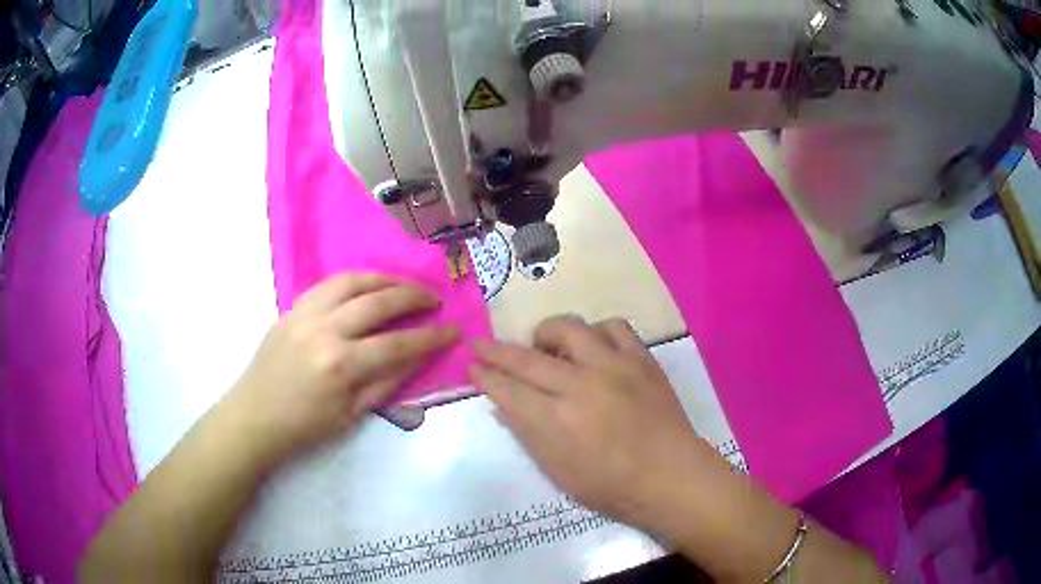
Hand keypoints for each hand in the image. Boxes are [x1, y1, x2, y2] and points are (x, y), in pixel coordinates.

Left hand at [226, 273, 459, 465]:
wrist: (255, 416)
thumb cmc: (305, 426)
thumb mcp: (352, 414)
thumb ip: (387, 381)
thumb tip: (418, 356)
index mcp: (341, 365)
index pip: (398, 343)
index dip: (431, 336)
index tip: (453, 330)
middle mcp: (325, 329)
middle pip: (379, 301)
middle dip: (414, 297)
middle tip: (434, 299)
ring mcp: (305, 313)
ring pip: (353, 281)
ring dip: (385, 279)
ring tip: (404, 286)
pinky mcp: (292, 308)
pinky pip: (329, 284)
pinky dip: (355, 281)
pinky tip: (367, 287)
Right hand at [470, 316, 726, 536]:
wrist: (670, 475)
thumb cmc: (611, 485)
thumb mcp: (558, 470)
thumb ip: (527, 432)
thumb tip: (502, 402)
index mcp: (557, 422)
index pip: (508, 389)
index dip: (485, 376)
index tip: (472, 365)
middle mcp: (582, 386)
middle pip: (527, 357)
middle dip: (496, 350)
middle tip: (483, 345)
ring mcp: (615, 367)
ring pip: (570, 328)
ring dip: (549, 335)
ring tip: (548, 349)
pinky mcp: (641, 359)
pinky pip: (613, 326)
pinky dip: (596, 333)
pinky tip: (594, 348)